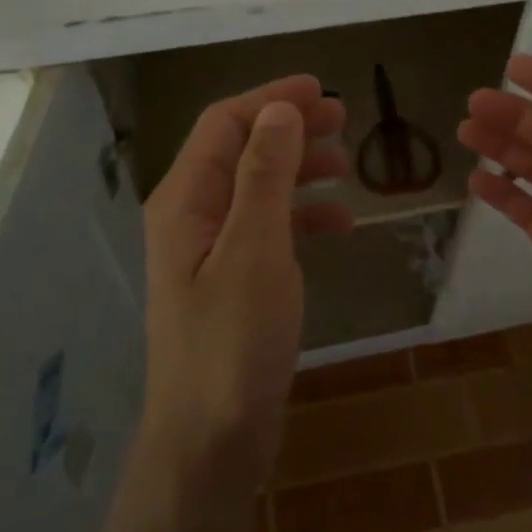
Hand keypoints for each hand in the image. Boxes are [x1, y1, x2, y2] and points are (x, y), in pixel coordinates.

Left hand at [138, 75, 352, 481]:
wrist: (212, 443)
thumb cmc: (232, 341)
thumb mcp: (254, 248)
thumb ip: (265, 174)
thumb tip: (279, 109)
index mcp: (184, 199)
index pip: (225, 123)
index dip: (271, 98)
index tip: (323, 89)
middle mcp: (191, 215)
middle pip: (241, 149)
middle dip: (290, 128)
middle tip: (344, 120)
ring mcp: (211, 249)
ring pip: (258, 186)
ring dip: (300, 168)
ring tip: (347, 165)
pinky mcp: (232, 279)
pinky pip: (268, 228)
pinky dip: (303, 216)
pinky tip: (340, 225)